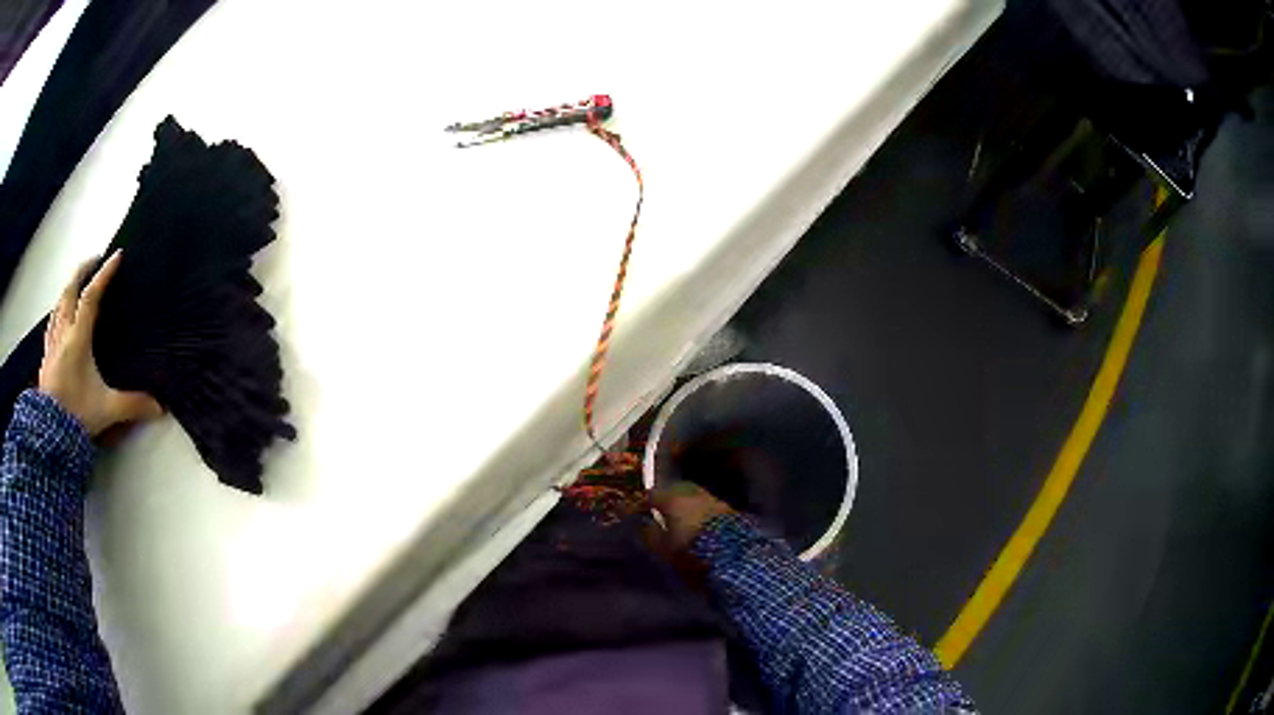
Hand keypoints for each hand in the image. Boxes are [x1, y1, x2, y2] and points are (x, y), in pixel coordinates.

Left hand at [39, 251, 161, 435]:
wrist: (51, 434)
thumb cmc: (78, 414)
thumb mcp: (107, 410)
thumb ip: (132, 405)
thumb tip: (160, 407)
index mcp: (78, 337)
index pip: (92, 296)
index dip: (105, 274)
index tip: (117, 256)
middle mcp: (63, 332)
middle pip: (70, 290)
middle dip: (82, 270)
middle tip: (94, 260)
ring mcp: (52, 344)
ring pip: (58, 304)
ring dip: (68, 288)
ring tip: (76, 283)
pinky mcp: (46, 358)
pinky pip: (51, 324)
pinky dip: (57, 311)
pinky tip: (58, 315)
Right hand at [649, 481, 733, 552]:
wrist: (732, 551)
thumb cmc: (690, 548)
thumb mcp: (663, 547)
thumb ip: (650, 534)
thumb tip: (643, 524)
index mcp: (671, 499)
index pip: (651, 495)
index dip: (643, 504)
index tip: (638, 512)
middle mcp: (690, 492)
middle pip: (672, 490)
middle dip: (665, 499)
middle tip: (659, 511)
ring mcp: (709, 497)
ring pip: (690, 495)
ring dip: (683, 503)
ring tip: (678, 517)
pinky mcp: (725, 507)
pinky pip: (705, 504)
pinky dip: (697, 510)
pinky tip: (697, 521)